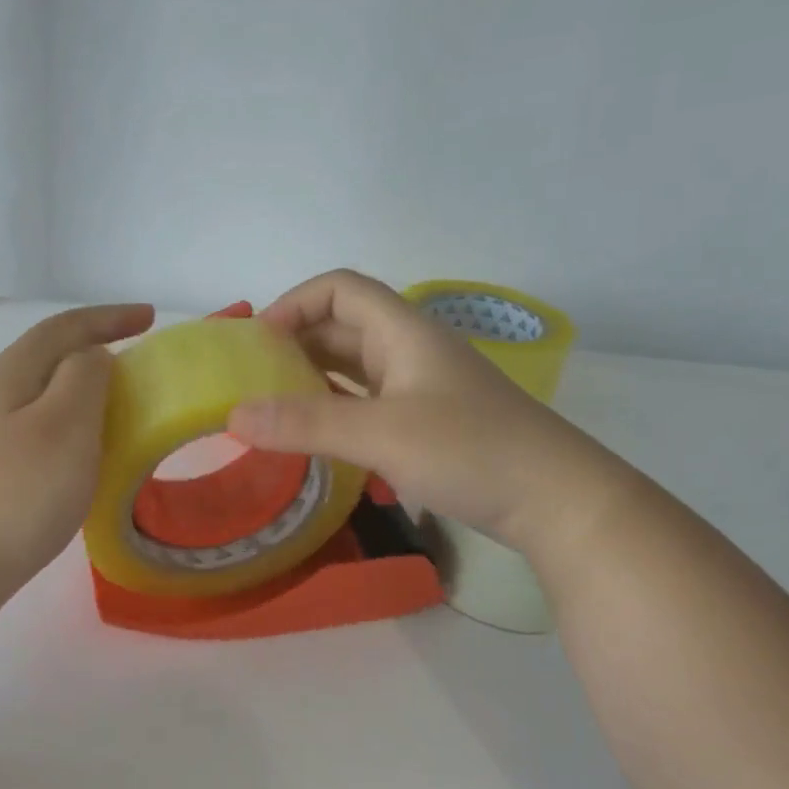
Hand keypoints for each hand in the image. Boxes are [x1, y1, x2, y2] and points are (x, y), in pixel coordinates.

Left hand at [0, 303, 153, 619]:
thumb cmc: (11, 495)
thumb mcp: (63, 427)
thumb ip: (85, 380)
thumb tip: (94, 357)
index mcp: (13, 375)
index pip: (65, 328)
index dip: (110, 317)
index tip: (150, 317)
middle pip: (51, 359)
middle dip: (98, 352)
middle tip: (143, 370)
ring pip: (46, 400)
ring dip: (87, 397)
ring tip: (124, 414)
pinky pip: (42, 436)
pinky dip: (74, 434)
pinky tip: (86, 462)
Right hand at [227, 270, 623, 551]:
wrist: (555, 500)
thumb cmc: (470, 450)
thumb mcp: (381, 434)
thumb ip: (306, 423)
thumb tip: (233, 415)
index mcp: (403, 331)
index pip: (340, 289)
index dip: (294, 303)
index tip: (256, 342)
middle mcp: (410, 350)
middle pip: (343, 327)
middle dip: (294, 344)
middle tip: (250, 379)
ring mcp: (421, 388)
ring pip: (354, 368)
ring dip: (312, 379)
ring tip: (270, 407)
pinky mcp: (427, 423)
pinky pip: (368, 403)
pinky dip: (335, 410)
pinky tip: (314, 436)